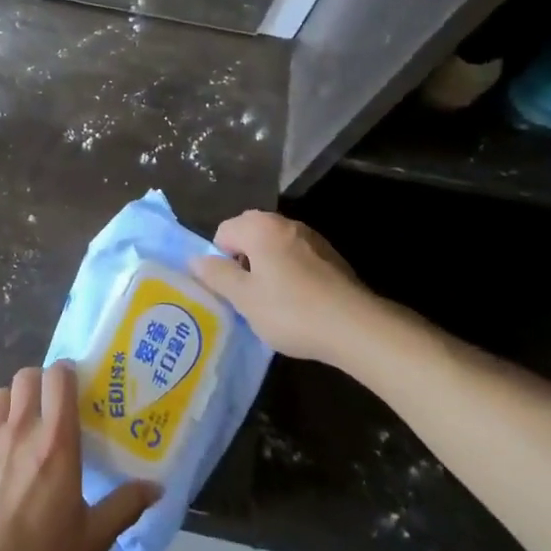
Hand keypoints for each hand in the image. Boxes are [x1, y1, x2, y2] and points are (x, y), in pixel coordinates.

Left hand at [0, 363, 158, 550]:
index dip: (67, 373)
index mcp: (55, 442)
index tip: (75, 386)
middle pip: (26, 376)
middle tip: (50, 408)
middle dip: (39, 383)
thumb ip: (124, 506)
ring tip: (21, 430)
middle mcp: (19, 430)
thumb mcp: (92, 539)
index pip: (58, 378)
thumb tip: (156, 487)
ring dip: (12, 404)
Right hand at [192, 210, 418, 364]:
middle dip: (243, 262)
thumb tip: (195, 260)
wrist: (356, 327)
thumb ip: (216, 275)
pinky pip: (297, 258)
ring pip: (274, 247)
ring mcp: (311, 237)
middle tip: (248, 296)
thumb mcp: (244, 298)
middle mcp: (285, 223)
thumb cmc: (291, 310)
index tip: (231, 289)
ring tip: (273, 303)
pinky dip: (290, 274)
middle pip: (249, 235)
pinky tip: (299, 303)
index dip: (220, 260)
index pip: (223, 232)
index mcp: (260, 227)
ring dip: (267, 268)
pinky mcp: (330, 256)